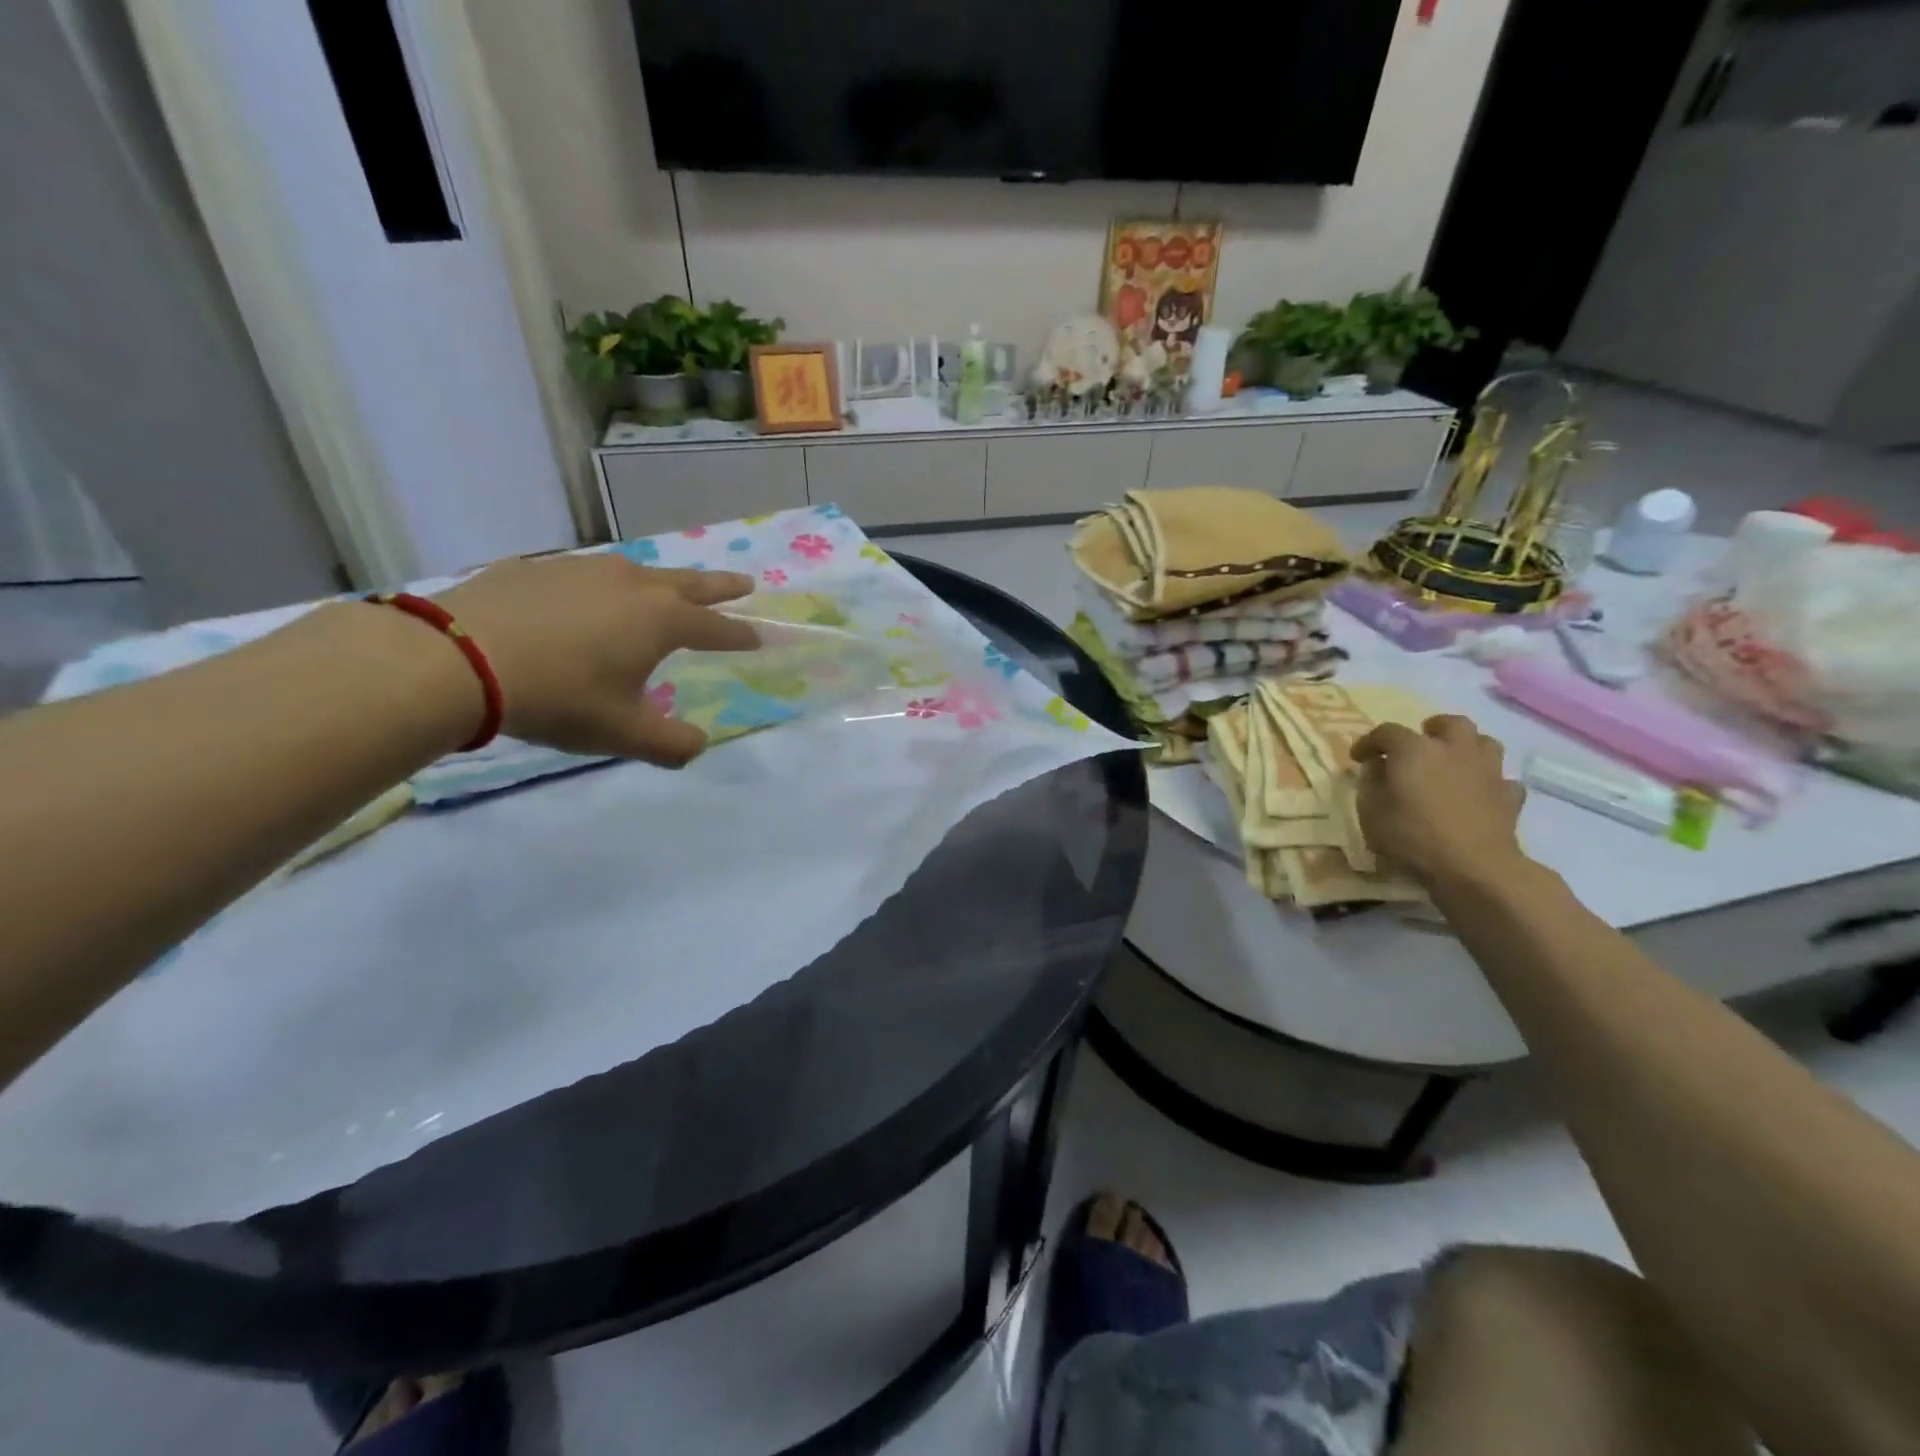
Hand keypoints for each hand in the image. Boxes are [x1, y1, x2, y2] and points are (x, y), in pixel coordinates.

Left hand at [435, 554, 757, 765]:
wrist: (456, 658)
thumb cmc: (558, 697)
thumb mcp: (622, 733)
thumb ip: (670, 745)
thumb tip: (698, 746)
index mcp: (661, 620)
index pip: (715, 627)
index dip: (739, 634)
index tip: (759, 637)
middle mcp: (632, 585)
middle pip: (690, 582)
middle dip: (721, 586)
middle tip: (745, 583)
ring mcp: (583, 569)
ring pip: (638, 571)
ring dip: (662, 581)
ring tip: (666, 589)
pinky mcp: (539, 568)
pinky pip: (587, 574)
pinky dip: (604, 586)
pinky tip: (587, 599)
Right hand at [1350, 714, 1527, 886]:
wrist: (1474, 868)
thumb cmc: (1412, 837)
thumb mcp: (1371, 812)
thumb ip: (1370, 783)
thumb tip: (1376, 767)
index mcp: (1415, 750)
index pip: (1386, 732)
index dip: (1368, 742)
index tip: (1358, 757)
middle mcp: (1454, 750)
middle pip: (1449, 723)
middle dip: (1432, 729)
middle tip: (1418, 745)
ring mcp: (1488, 771)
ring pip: (1484, 742)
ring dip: (1467, 747)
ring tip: (1452, 763)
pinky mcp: (1510, 796)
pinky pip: (1502, 779)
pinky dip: (1490, 782)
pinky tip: (1479, 794)